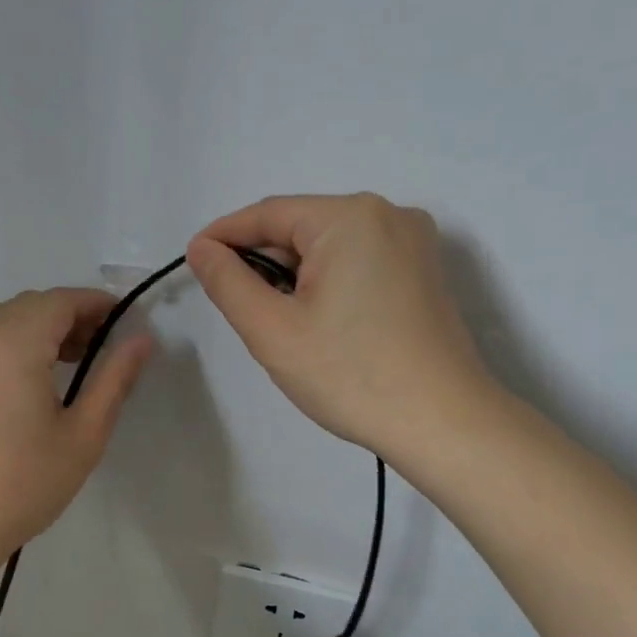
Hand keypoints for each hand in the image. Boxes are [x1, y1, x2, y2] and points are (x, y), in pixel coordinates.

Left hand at [0, 288, 153, 558]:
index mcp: (14, 344)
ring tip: (67, 365)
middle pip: (29, 306)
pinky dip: (9, 346)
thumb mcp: (84, 434)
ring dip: (37, 330)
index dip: (96, 303)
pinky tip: (25, 386)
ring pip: (1, 323)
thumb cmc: (25, 482)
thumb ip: (114, 379)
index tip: (124, 321)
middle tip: (100, 347)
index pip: (60, 301)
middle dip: (68, 316)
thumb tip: (141, 340)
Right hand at [187, 193, 493, 455]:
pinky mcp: (424, 273)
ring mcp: (414, 243)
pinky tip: (322, 326)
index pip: (268, 214)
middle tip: (241, 312)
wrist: (443, 422)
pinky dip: (329, 285)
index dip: (224, 236)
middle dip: (264, 264)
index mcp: (350, 217)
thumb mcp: (273, 330)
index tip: (193, 261)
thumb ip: (228, 282)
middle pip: (302, 229)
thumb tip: (202, 248)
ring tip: (282, 327)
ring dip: (296, 278)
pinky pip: (360, 264)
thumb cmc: (350, 375)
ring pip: (331, 249)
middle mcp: (387, 215)